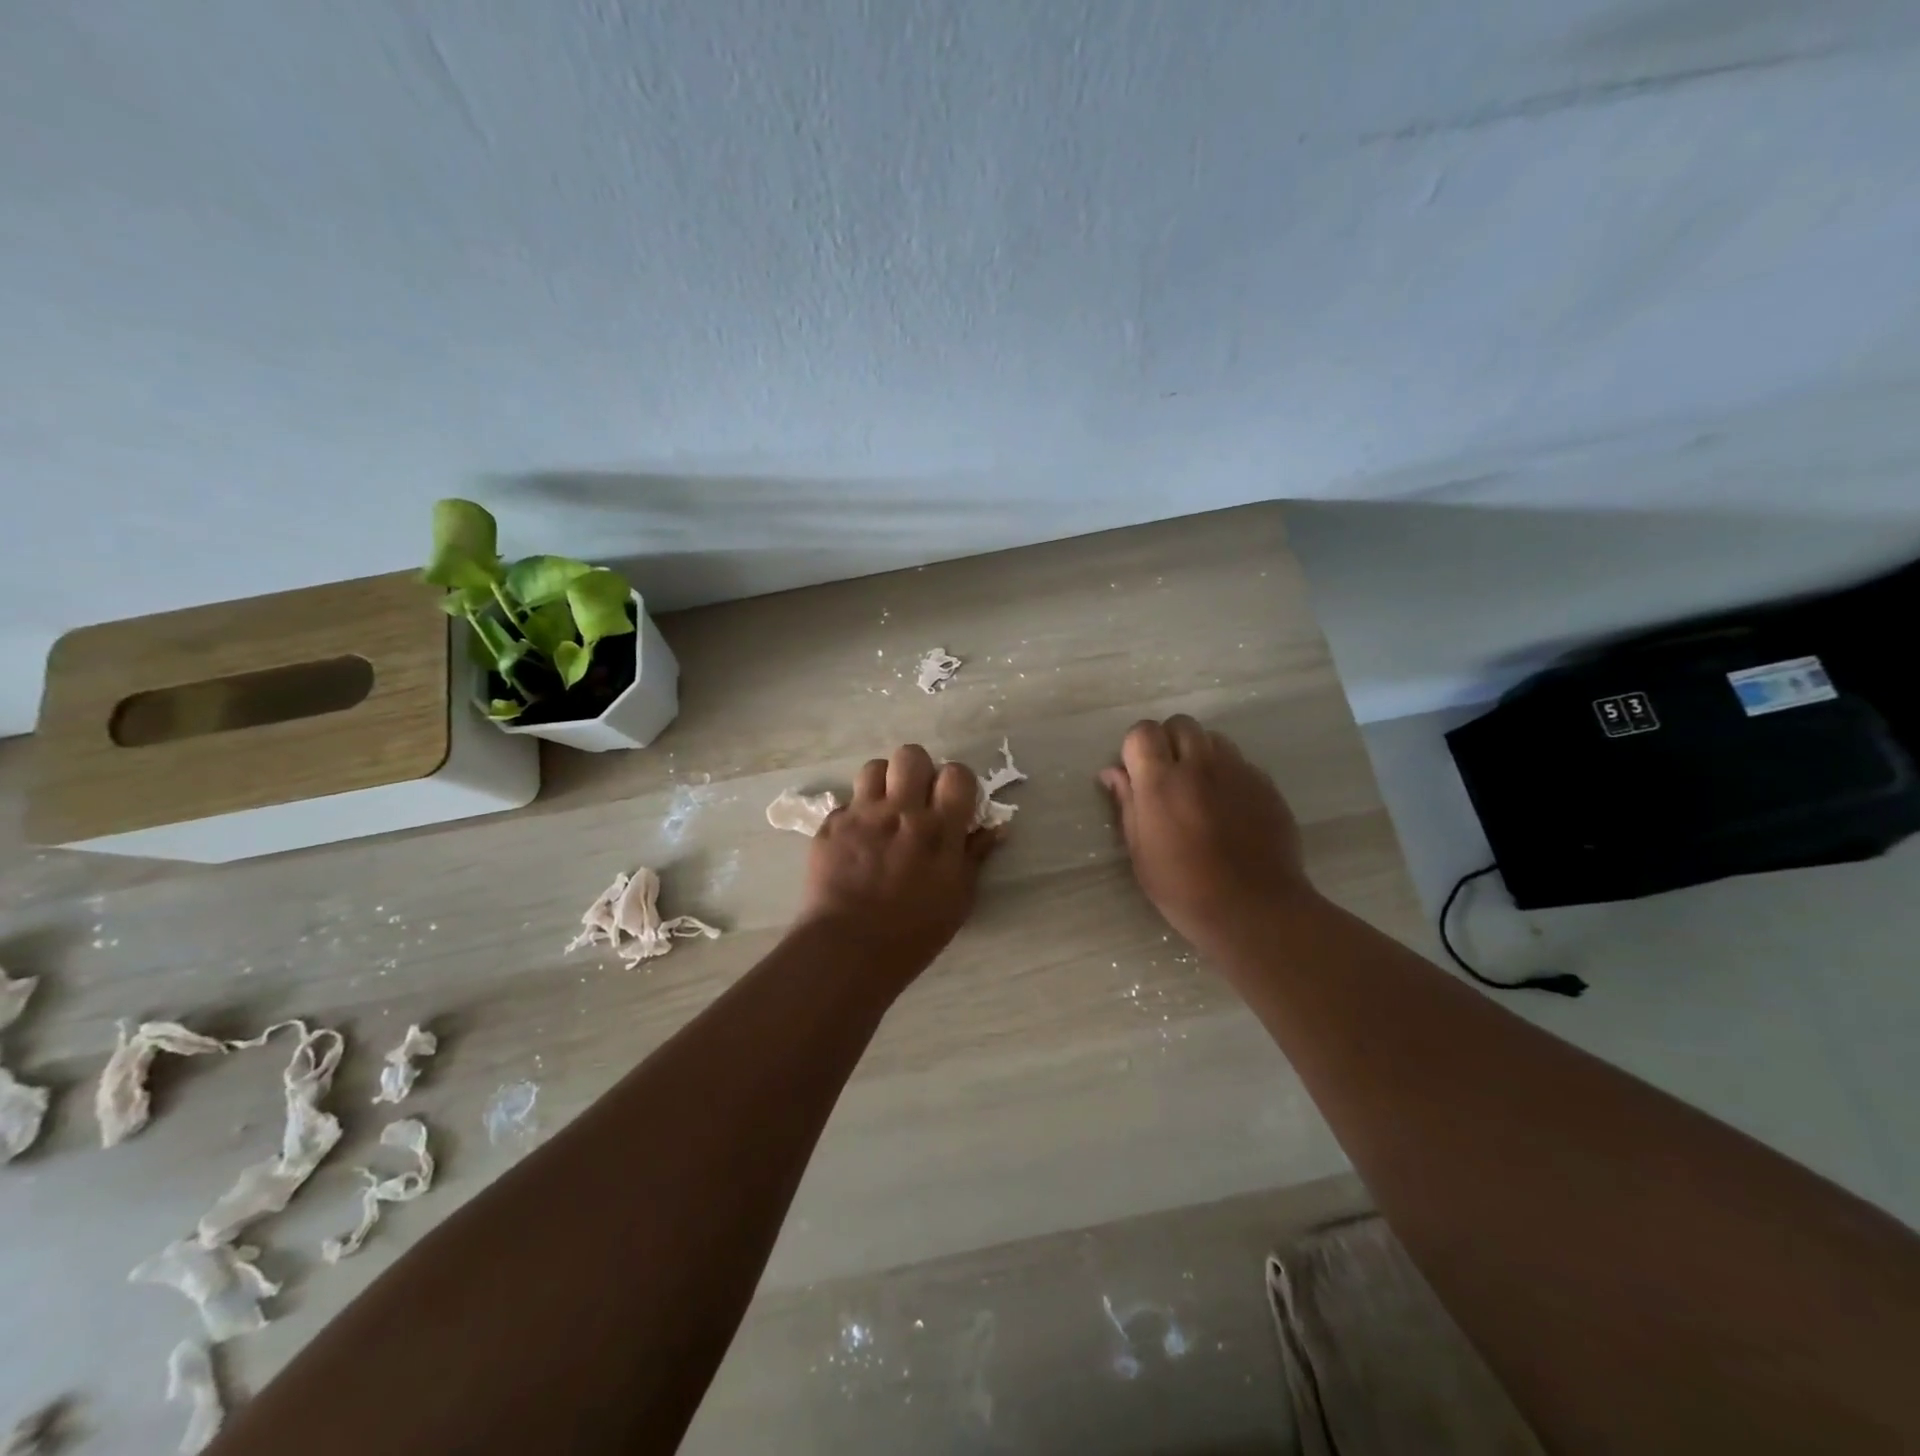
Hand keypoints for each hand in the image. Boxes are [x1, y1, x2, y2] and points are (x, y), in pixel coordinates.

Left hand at [798, 744, 996, 970]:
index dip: (956, 782)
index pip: (956, 773)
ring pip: (874, 768)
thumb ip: (975, 855)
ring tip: (884, 810)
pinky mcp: (831, 825)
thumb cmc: (914, 931)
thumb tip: (996, 828)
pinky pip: (846, 803)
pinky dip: (855, 815)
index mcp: (939, 829)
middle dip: (917, 771)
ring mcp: (862, 815)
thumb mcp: (959, 898)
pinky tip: (856, 840)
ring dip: (883, 784)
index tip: (952, 800)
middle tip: (915, 797)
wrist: (849, 948)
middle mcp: (901, 812)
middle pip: (911, 755)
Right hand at [1100, 716, 1315, 949]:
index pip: (1143, 731)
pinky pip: (1241, 763)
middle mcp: (1200, 766)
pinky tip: (1229, 808)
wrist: (1254, 909)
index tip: (1137, 772)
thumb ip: (1126, 803)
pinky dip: (1228, 775)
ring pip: (1214, 739)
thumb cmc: (1184, 888)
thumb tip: (1113, 772)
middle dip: (1169, 741)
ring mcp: (1238, 772)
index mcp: (1161, 782)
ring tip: (1200, 789)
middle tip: (1168, 776)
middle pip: (1181, 724)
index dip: (1136, 746)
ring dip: (1201, 754)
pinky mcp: (1266, 785)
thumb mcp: (1140, 851)